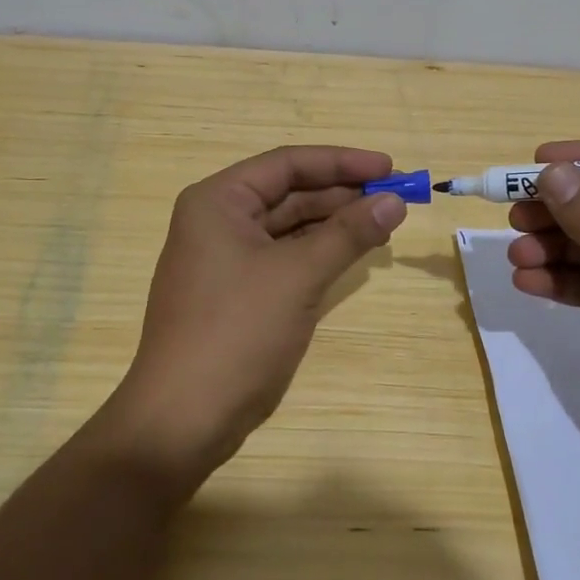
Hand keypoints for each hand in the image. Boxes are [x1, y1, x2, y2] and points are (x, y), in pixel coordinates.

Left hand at [99, 146, 406, 494]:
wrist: (184, 417)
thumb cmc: (237, 332)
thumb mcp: (298, 275)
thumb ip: (348, 233)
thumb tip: (394, 200)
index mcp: (218, 201)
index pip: (287, 164)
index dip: (342, 162)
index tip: (390, 167)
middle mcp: (218, 220)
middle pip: (289, 192)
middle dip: (343, 193)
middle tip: (396, 197)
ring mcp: (226, 258)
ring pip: (289, 226)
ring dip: (335, 223)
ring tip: (385, 223)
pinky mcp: (237, 292)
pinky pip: (284, 257)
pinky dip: (319, 252)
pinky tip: (354, 253)